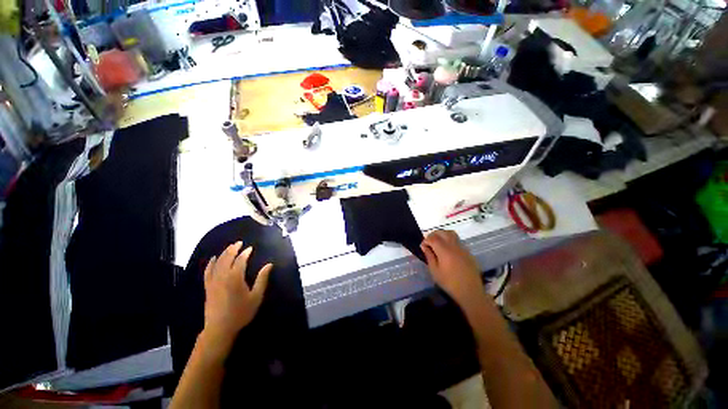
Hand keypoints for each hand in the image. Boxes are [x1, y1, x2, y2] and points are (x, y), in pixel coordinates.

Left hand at [201, 242, 272, 347]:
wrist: (220, 329)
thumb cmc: (241, 313)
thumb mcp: (256, 296)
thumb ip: (262, 279)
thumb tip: (269, 264)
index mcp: (235, 278)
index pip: (240, 260)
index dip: (245, 253)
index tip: (250, 248)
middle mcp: (223, 277)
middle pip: (227, 258)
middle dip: (233, 249)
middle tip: (239, 243)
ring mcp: (213, 282)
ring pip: (217, 263)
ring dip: (223, 253)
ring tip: (229, 247)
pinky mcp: (208, 287)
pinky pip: (208, 272)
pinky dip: (211, 263)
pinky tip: (213, 259)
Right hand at [421, 230, 484, 306]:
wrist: (470, 291)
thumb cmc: (449, 283)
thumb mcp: (434, 271)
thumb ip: (429, 256)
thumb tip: (425, 246)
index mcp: (444, 250)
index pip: (432, 238)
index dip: (425, 240)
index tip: (423, 247)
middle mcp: (453, 245)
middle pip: (442, 232)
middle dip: (433, 235)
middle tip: (429, 243)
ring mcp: (462, 248)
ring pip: (451, 233)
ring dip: (442, 235)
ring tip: (438, 243)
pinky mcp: (467, 252)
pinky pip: (457, 240)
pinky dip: (450, 240)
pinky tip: (447, 250)